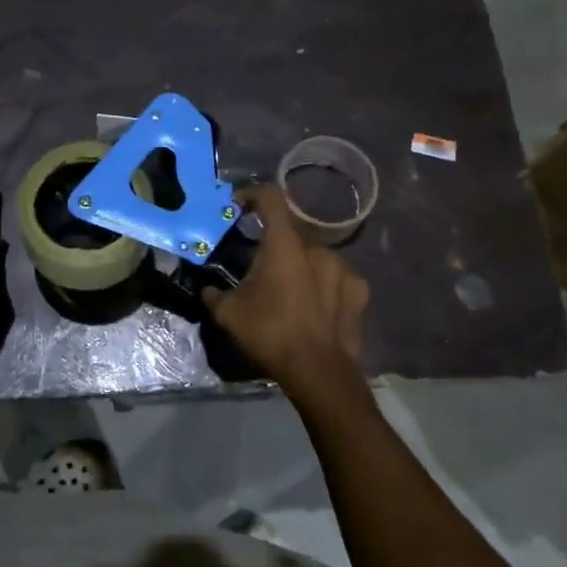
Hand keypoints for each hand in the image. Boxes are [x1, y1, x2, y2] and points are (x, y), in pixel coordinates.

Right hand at [204, 185, 367, 386]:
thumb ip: (214, 295)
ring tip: (288, 291)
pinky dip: (323, 284)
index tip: (238, 206)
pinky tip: (315, 306)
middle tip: (259, 266)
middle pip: (291, 232)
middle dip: (273, 244)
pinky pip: (336, 278)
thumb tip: (207, 289)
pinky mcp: (359, 290)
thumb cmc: (270, 334)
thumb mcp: (229, 315)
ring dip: (300, 265)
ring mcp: (343, 268)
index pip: (270, 197)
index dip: (252, 194)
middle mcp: (317, 247)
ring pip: (315, 256)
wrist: (319, 372)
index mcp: (284, 244)